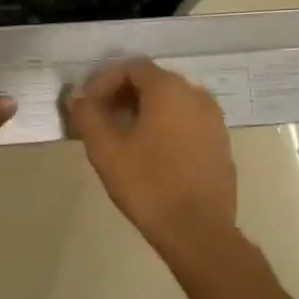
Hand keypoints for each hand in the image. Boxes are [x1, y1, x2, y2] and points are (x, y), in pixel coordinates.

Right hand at [67, 59, 237, 257]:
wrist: (198, 231)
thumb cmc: (148, 184)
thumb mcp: (105, 149)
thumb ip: (87, 115)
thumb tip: (78, 99)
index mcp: (169, 90)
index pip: (131, 67)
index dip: (104, 81)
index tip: (87, 105)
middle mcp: (196, 95)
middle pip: (153, 82)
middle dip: (122, 95)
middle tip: (100, 118)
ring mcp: (214, 120)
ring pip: (172, 103)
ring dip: (144, 111)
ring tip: (122, 136)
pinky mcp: (221, 144)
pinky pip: (187, 122)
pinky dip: (165, 127)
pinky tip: (150, 153)